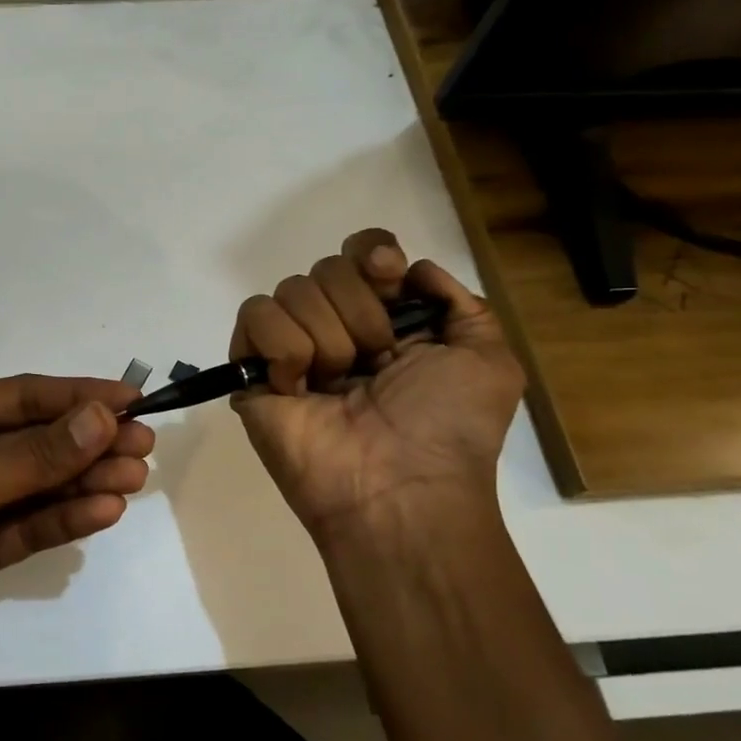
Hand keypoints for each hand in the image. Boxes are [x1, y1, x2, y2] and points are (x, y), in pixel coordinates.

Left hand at [0, 375, 154, 697]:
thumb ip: (37, 455)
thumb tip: (103, 415)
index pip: (21, 397)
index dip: (76, 396)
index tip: (130, 398)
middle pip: (35, 440)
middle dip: (88, 441)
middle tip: (145, 442)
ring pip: (38, 483)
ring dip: (85, 479)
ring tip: (136, 477)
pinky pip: (30, 525)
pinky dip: (65, 517)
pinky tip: (105, 511)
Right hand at [230, 228, 523, 543]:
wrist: (399, 489)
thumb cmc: (448, 428)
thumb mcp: (488, 359)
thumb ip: (461, 302)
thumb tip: (413, 268)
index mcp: (386, 319)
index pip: (361, 251)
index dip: (372, 253)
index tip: (388, 277)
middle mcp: (336, 326)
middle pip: (327, 267)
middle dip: (360, 312)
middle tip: (375, 362)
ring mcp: (291, 348)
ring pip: (291, 289)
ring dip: (327, 337)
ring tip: (338, 385)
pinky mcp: (253, 369)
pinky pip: (255, 316)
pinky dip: (283, 348)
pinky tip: (298, 387)